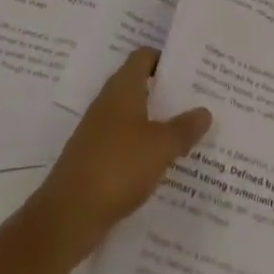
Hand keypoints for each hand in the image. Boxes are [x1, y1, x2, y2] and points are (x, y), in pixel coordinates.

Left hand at [23, 48, 212, 265]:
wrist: (67, 216)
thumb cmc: (117, 167)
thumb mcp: (160, 147)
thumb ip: (184, 128)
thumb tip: (206, 111)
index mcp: (123, 88)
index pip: (144, 56)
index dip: (166, 58)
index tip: (191, 69)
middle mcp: (109, 102)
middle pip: (141, 86)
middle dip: (167, 94)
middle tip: (198, 101)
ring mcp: (99, 132)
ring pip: (134, 118)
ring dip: (156, 124)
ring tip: (187, 133)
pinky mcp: (95, 160)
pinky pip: (125, 145)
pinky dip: (143, 150)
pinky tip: (162, 166)